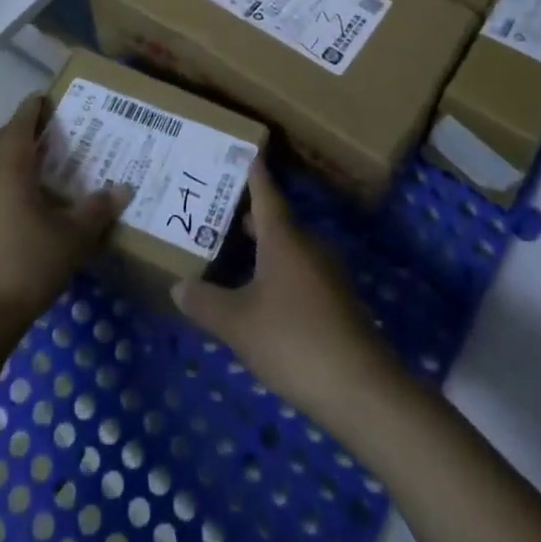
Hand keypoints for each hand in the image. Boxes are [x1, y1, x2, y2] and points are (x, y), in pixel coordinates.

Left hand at [0, 94, 129, 348]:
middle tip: (38, 135)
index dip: (31, 109)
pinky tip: (17, 210)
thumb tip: (123, 189)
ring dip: (0, 159)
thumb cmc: (24, 266)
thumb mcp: (71, 239)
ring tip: (30, 171)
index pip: (18, 127)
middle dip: (12, 132)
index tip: (43, 97)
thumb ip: (96, 211)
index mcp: (8, 170)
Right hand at [172, 160, 395, 416]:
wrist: (362, 391)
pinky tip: (258, 296)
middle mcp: (308, 246)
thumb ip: (205, 302)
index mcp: (284, 238)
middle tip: (213, 210)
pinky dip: (276, 274)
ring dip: (261, 248)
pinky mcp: (336, 304)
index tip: (243, 150)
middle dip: (246, 215)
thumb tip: (178, 286)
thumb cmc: (294, 340)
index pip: (265, 192)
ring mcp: (327, 275)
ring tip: (228, 253)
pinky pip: (299, 274)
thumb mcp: (238, 324)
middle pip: (275, 221)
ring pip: (288, 249)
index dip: (253, 172)